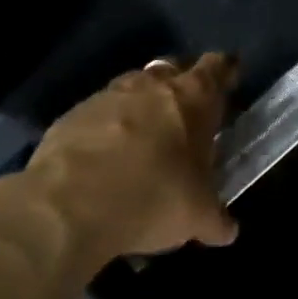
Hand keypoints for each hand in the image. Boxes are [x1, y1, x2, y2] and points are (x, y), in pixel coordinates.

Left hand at [0, 54, 238, 275]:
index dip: (226, 71)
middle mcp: (150, 86)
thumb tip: (226, 230)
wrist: (67, 206)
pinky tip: (107, 159)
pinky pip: (99, 114)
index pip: (217, 68)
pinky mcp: (70, 117)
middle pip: (173, 69)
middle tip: (189, 112)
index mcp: (192, 98)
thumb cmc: (153, 197)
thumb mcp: (197, 217)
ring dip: (142, 106)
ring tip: (146, 137)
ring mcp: (106, 97)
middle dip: (182, 85)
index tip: (230, 78)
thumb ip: (215, 219)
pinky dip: (108, 128)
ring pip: (133, 89)